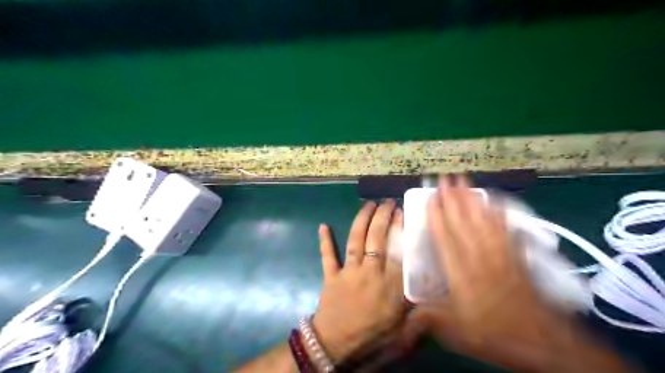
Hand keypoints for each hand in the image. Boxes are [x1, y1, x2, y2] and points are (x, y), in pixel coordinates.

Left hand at [314, 201, 410, 363]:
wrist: (335, 347)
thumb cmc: (371, 339)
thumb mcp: (403, 334)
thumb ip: (419, 315)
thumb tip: (436, 301)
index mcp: (388, 285)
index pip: (398, 251)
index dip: (401, 230)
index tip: (404, 213)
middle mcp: (369, 272)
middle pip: (377, 239)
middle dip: (383, 217)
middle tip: (388, 202)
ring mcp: (349, 272)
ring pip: (356, 240)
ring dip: (361, 220)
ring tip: (368, 205)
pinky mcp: (331, 275)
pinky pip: (327, 255)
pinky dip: (325, 241)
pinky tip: (323, 226)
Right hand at [417, 176, 629, 370]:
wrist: (542, 341)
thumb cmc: (494, 333)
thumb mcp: (455, 332)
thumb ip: (429, 318)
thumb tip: (405, 313)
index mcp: (460, 272)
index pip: (444, 236)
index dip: (436, 215)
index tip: (430, 197)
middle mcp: (478, 256)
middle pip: (463, 221)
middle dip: (452, 197)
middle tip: (446, 177)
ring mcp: (498, 253)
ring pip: (482, 219)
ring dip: (471, 198)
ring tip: (464, 181)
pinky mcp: (514, 255)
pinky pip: (504, 227)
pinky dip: (497, 211)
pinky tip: (493, 200)